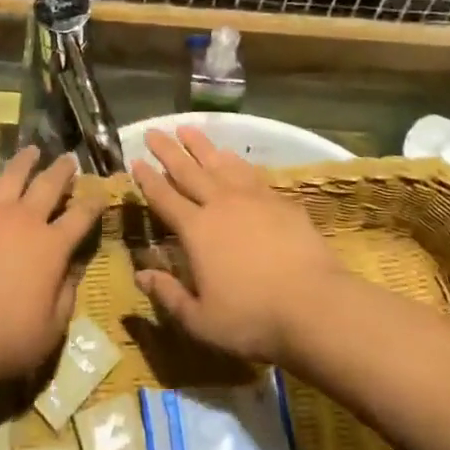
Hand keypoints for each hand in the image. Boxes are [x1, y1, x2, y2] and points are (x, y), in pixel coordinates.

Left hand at [0, 147, 101, 384]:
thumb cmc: (6, 340)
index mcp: (52, 246)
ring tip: (31, 150)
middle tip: (68, 158)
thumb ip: (67, 294)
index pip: (82, 216)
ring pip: (11, 175)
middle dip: (62, 170)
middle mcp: (24, 220)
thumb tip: (74, 269)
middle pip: (49, 185)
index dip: (95, 201)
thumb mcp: (52, 329)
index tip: (102, 191)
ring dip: (24, 161)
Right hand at [129, 127, 345, 362]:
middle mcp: (220, 205)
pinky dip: (235, 161)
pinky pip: (249, 172)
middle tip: (154, 131)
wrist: (314, 305)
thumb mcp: (201, 320)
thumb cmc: (252, 318)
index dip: (148, 179)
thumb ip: (168, 295)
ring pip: (219, 163)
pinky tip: (231, 156)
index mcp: (196, 230)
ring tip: (187, 130)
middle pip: (188, 170)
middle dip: (168, 150)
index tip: (135, 160)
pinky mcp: (279, 200)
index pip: (165, 198)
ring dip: (201, 146)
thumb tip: (139, 276)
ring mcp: (252, 198)